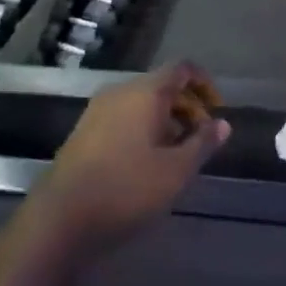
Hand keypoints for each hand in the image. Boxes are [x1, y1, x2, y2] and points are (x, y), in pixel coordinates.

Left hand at [30, 62, 230, 256]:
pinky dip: (144, 129)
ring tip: (178, 155)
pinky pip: (123, 118)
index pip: (182, 68)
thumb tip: (223, 123)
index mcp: (145, 92)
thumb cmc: (128, 189)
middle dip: (187, 107)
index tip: (217, 112)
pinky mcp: (84, 132)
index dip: (205, 84)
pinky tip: (149, 163)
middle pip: (162, 85)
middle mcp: (119, 92)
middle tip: (202, 141)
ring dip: (166, 121)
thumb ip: (203, 143)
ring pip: (141, 103)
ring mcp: (97, 111)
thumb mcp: (177, 170)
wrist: (62, 217)